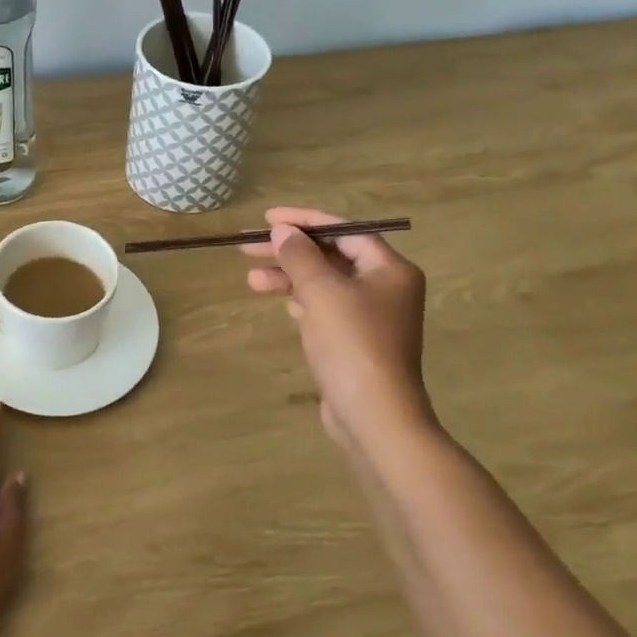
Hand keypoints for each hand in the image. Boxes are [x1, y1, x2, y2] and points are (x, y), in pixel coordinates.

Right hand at [243, 206, 433, 436]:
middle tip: (247, 248)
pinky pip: (326, 308)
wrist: (375, 416)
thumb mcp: (321, 291)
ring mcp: (373, 317)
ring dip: (289, 277)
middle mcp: (386, 288)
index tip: (267, 219)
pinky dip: (302, 300)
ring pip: (325, 284)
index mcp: (389, 269)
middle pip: (331, 256)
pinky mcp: (358, 342)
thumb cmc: (352, 344)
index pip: (344, 230)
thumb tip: (282, 232)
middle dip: (290, 251)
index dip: (304, 220)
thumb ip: (300, 256)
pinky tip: (280, 302)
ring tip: (252, 281)